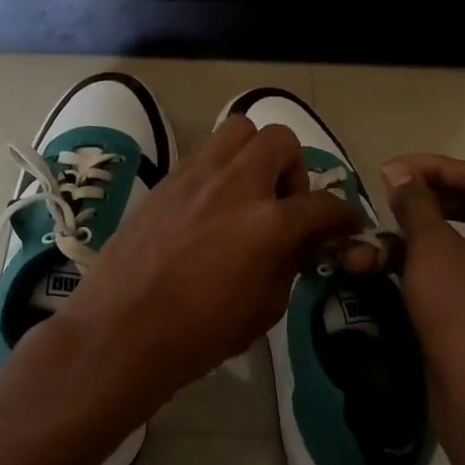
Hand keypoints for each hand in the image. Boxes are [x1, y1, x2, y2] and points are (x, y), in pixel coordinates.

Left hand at [57, 116, 361, 410]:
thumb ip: (291, 263)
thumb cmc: (199, 334)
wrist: (121, 331)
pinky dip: (220, 168)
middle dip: (294, 169)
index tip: (343, 225)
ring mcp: (197, 176)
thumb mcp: (266, 308)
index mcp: (269, 224)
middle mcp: (236, 185)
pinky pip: (205, 152)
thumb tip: (302, 241)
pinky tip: (211, 205)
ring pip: (239, 131)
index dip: (342, 215)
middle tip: (284, 204)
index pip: (324, 204)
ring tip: (247, 193)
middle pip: (281, 141)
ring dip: (254, 155)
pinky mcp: (166, 179)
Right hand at [380, 155, 464, 413]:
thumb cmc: (463, 312)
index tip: (390, 171)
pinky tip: (396, 267)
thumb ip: (415, 204)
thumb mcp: (432, 249)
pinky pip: (463, 272)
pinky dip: (431, 264)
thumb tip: (399, 172)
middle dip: (426, 200)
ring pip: (464, 242)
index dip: (433, 167)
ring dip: (422, 234)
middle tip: (388, 197)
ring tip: (383, 235)